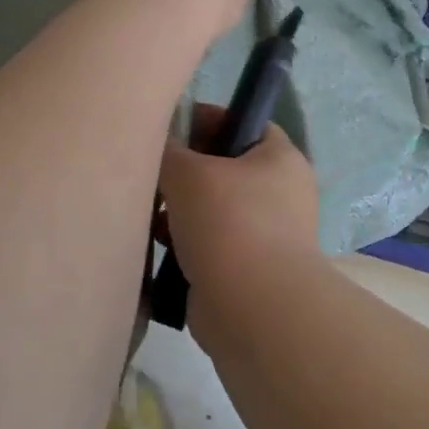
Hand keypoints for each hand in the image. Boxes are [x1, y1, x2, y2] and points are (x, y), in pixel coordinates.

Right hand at [160, 106, 320, 304]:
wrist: (253, 308)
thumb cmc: (229, 223)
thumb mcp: (189, 172)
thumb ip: (169, 151)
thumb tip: (161, 145)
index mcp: (280, 158)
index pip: (244, 122)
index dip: (207, 120)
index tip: (170, 128)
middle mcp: (281, 192)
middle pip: (225, 167)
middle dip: (186, 170)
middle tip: (152, 172)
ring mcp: (267, 234)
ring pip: (214, 208)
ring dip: (180, 209)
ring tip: (148, 211)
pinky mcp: (247, 269)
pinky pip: (210, 243)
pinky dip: (185, 242)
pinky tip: (157, 244)